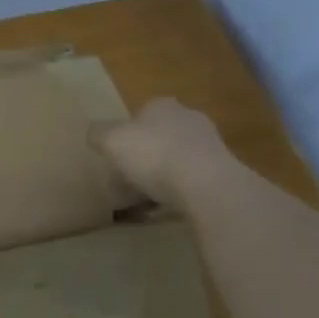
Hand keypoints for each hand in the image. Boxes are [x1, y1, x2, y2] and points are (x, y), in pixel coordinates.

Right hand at [91, 98, 232, 203]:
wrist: (207, 185)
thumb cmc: (154, 154)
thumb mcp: (111, 140)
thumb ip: (98, 134)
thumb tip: (94, 134)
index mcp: (162, 105)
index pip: (141, 114)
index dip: (127, 134)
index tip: (117, 157)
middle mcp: (189, 118)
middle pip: (160, 137)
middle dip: (147, 156)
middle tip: (129, 180)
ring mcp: (210, 146)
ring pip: (178, 161)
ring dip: (164, 178)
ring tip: (145, 203)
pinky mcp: (224, 174)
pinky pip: (193, 183)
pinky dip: (180, 195)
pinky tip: (167, 212)